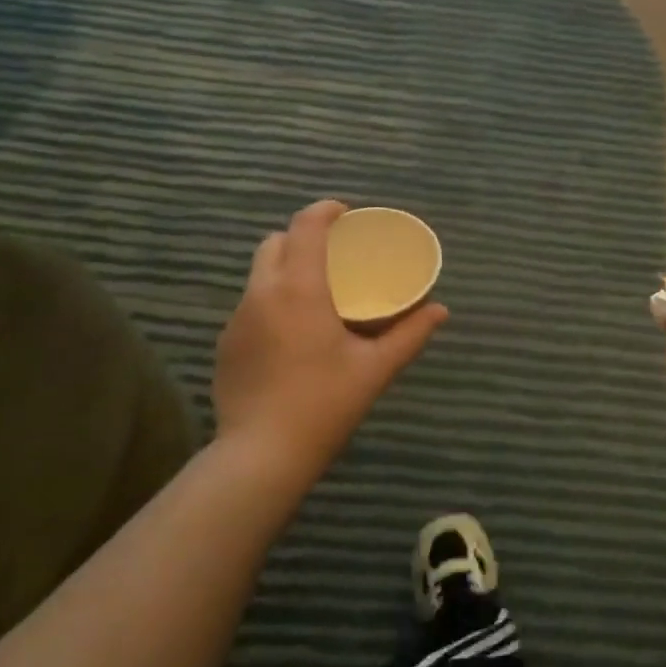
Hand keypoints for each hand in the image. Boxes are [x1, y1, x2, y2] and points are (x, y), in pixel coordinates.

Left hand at [213, 199, 447, 483]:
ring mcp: (237, 320)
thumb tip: (440, 310)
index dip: (325, 210)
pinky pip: (250, 305)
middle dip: (302, 237)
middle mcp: (261, 294)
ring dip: (285, 269)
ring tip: (316, 293)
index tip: (347, 215)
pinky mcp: (225, 345)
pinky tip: (291, 334)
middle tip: (334, 255)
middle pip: (275, 242)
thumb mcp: (375, 368)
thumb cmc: (324, 404)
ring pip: (259, 274)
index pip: (305, 226)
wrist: (261, 456)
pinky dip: (272, 301)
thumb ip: (410, 334)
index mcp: (299, 289)